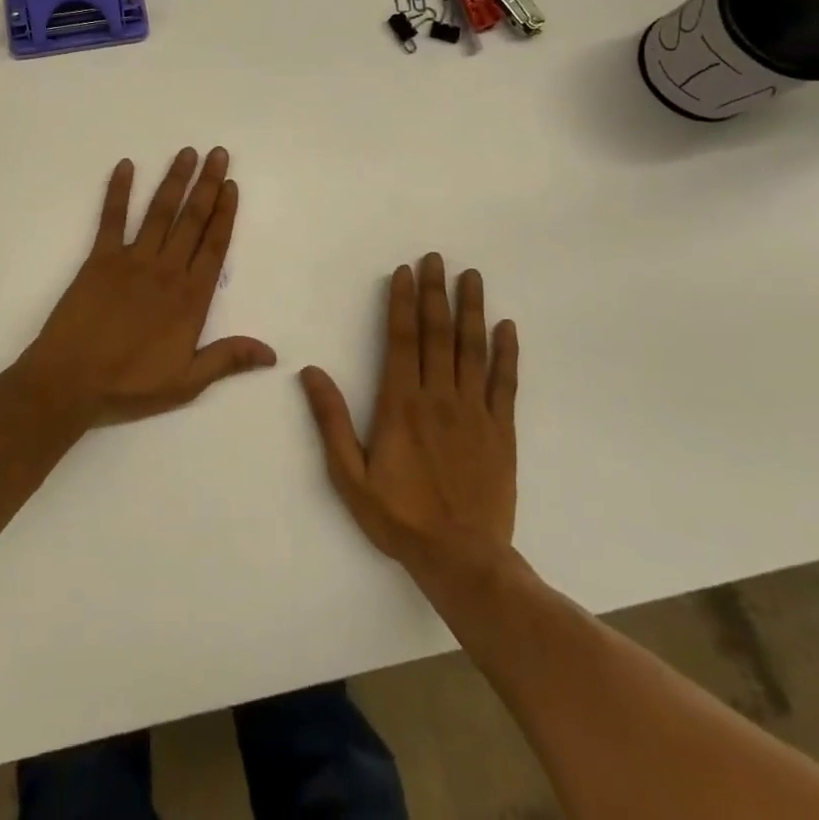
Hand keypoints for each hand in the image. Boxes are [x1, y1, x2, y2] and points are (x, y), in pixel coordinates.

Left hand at [15, 148, 276, 430]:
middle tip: (218, 153)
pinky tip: (126, 166)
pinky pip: (111, 218)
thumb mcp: (186, 382)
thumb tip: (272, 352)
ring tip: (187, 153)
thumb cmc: (130, 384)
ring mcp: (132, 260)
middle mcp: (166, 270)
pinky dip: (118, 190)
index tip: (232, 185)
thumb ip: (227, 359)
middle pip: (192, 220)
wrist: (71, 381)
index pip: (214, 246)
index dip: (225, 213)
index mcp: (190, 298)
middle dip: (207, 185)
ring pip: (159, 212)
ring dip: (174, 180)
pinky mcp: (99, 258)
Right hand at [300, 253, 519, 591]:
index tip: (405, 271)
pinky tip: (507, 327)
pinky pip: (504, 383)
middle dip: (435, 292)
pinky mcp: (500, 431)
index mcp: (400, 403)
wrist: (463, 561)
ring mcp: (473, 411)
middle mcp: (438, 396)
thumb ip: (332, 421)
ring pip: (472, 349)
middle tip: (437, 258)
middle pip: (436, 333)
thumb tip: (311, 372)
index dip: (401, 302)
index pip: (400, 338)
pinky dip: (506, 353)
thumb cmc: (400, 517)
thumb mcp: (350, 476)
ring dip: (471, 309)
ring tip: (471, 277)